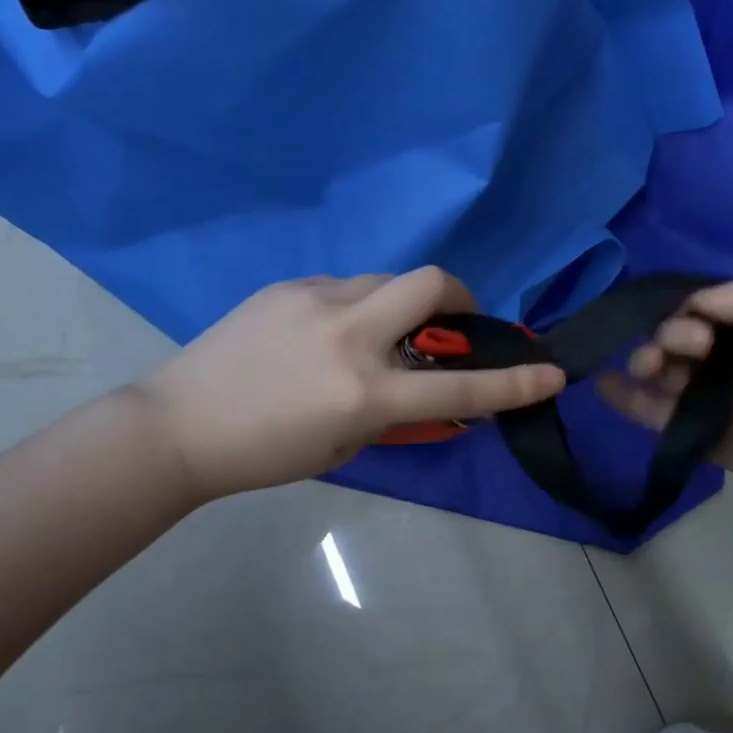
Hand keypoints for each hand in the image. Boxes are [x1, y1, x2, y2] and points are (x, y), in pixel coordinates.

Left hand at [133, 268, 565, 499]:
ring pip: (386, 279)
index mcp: (364, 392)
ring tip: (374, 332)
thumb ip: (392, 412)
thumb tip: (424, 383)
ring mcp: (316, 301)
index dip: (515, 382)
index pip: (459, 386)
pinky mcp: (288, 285)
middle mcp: (349, 336)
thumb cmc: (264, 453)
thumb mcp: (344, 445)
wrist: (178, 425)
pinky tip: (322, 332)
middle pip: (431, 282)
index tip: (554, 372)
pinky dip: (354, 305)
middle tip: (452, 320)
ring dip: (400, 303)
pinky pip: (343, 285)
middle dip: (460, 295)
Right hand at [599, 279, 732, 515]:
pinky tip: (603, 384)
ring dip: (644, 358)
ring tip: (651, 367)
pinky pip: (650, 411)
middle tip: (695, 348)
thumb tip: (692, 301)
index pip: (700, 305)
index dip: (688, 306)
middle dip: (670, 333)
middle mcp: (721, 356)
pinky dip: (624, 397)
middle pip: (673, 334)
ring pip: (658, 368)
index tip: (698, 321)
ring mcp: (705, 394)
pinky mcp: (694, 431)